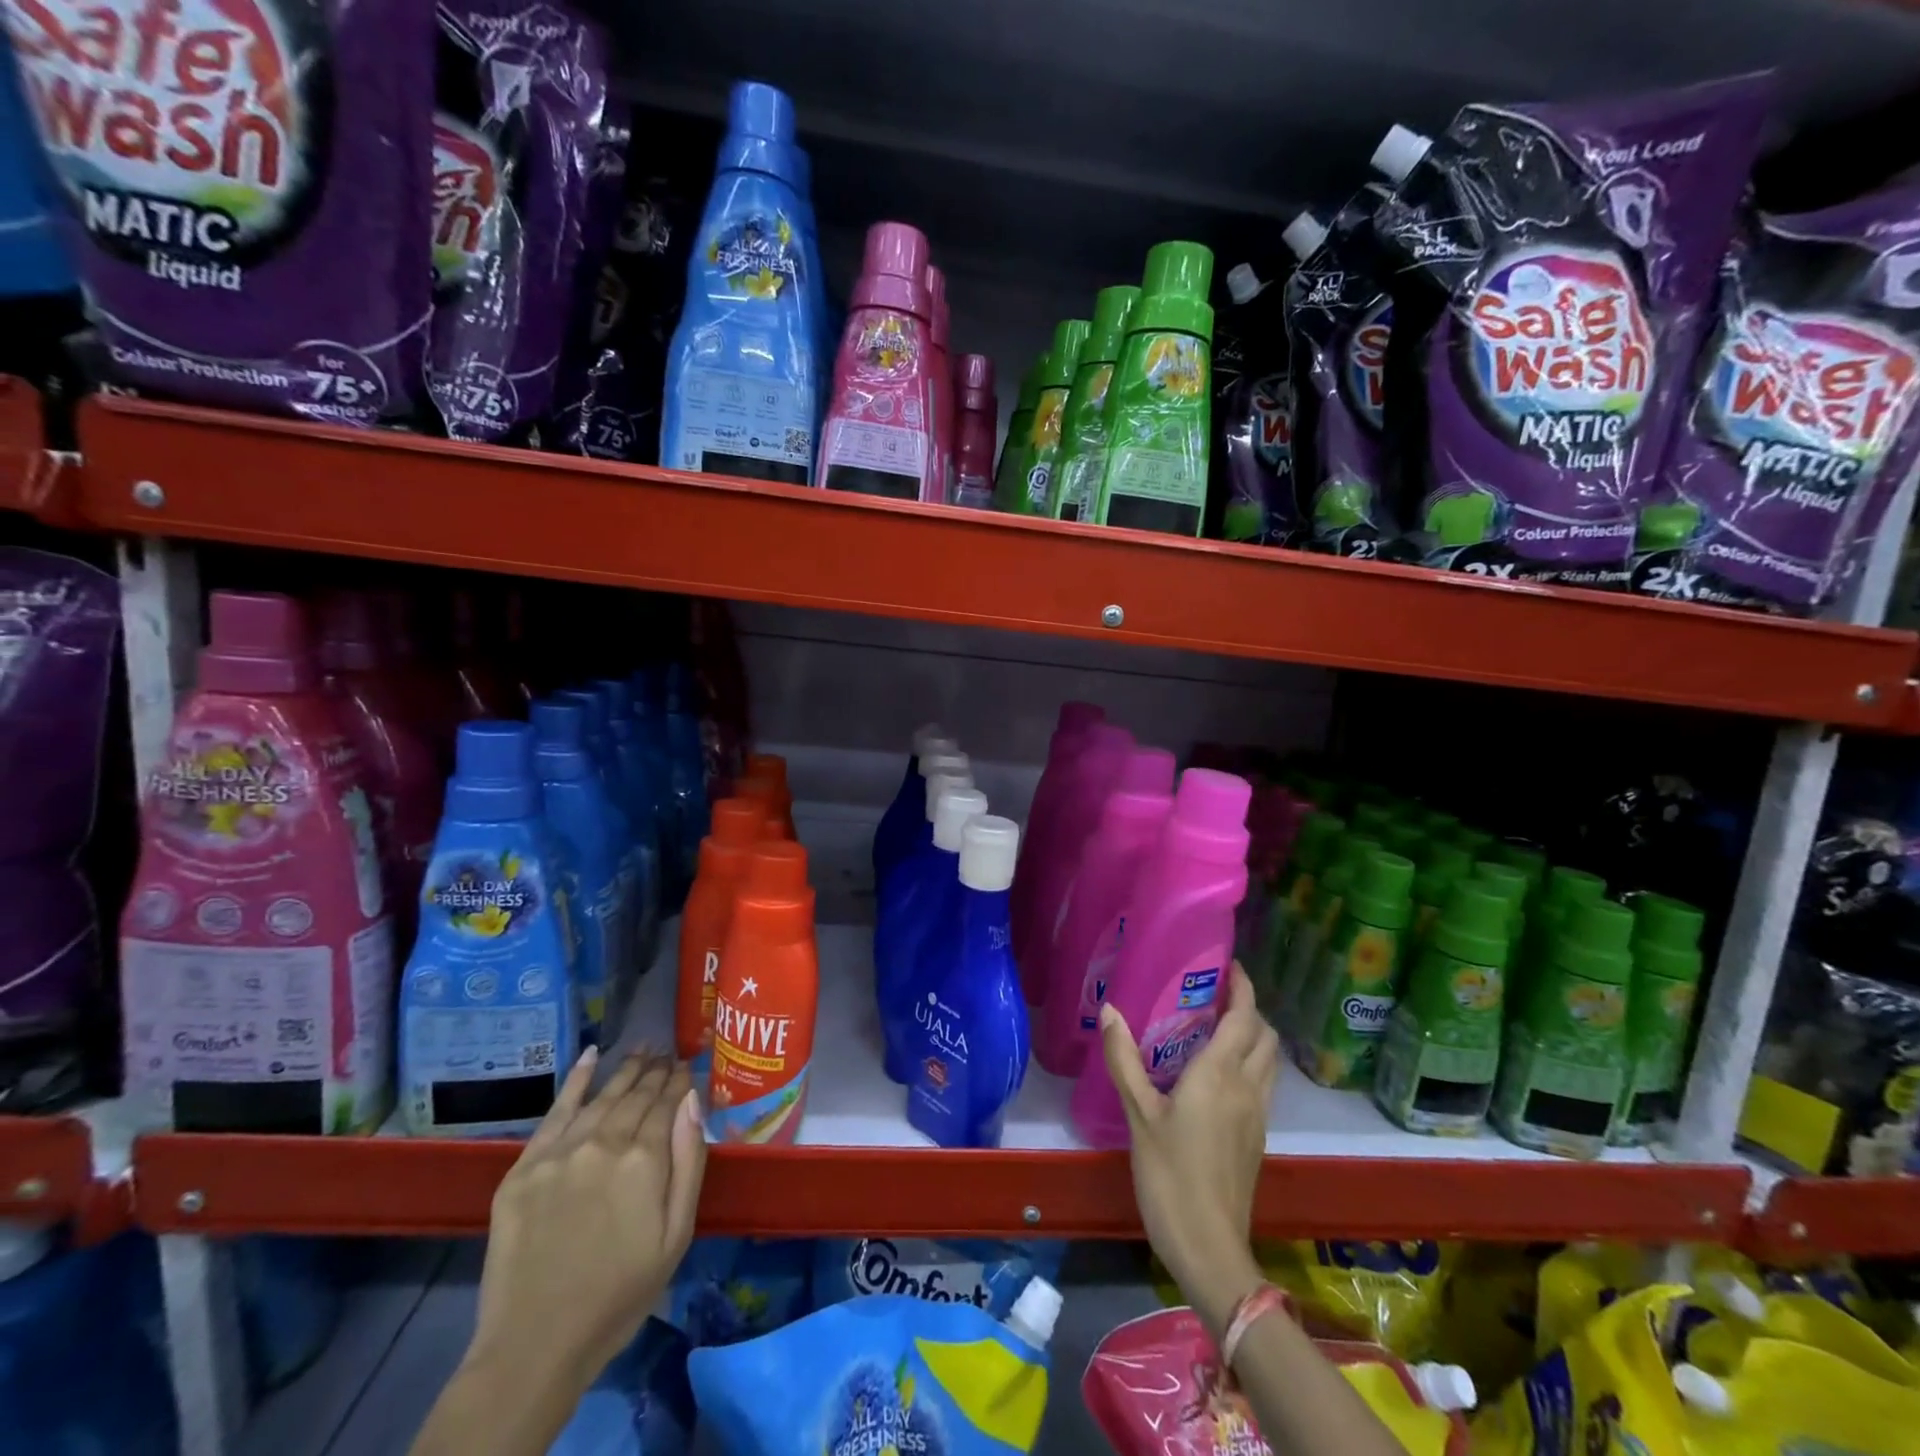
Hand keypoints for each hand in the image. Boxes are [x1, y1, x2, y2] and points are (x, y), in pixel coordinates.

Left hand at [468, 1048, 706, 1390]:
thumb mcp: (676, 1235)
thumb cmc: (620, 1294)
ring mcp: (560, 1152)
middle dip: (655, 1071)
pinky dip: (576, 1080)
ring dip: (625, 1071)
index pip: (667, 1103)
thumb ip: (688, 1161)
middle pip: (635, 1095)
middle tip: (667, 1052)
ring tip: (642, 1051)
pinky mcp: (524, 1167)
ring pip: (601, 1097)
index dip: (679, 1082)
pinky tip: (591, 1056)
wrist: (534, 1346)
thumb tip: (693, 1100)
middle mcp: (603, 1142)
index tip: (687, 1065)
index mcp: (644, 1160)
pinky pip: (555, 1111)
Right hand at [1099, 962, 1277, 1335]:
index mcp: (1220, 1074)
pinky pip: (1263, 1084)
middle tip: (1215, 994)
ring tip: (1217, 1026)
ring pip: (1269, 1061)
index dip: (1243, 987)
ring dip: (1253, 1035)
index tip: (1229, 964)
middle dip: (1248, 1008)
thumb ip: (1124, 1060)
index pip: (1244, 1017)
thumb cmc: (1170, 1175)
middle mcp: (1248, 1088)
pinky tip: (1219, 1072)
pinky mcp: (1257, 1137)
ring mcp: (1258, 1115)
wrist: (1210, 1248)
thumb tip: (1110, 1010)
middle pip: (1264, 1035)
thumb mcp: (1139, 1115)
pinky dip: (1250, 1062)